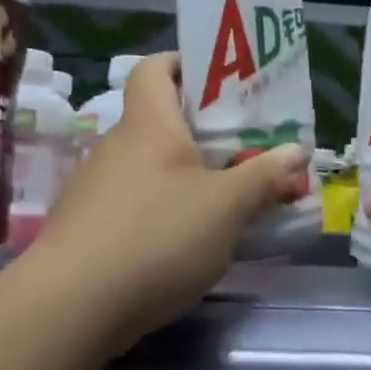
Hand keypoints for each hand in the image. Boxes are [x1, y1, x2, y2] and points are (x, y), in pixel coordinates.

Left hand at [30, 53, 308, 342]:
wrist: (72, 307)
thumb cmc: (157, 236)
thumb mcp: (227, 206)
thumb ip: (265, 176)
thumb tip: (298, 151)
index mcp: (149, 124)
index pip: (155, 68)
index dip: (186, 62)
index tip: (223, 78)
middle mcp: (118, 147)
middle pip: (163, 121)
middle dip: (208, 130)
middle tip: (250, 144)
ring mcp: (99, 189)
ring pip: (154, 167)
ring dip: (192, 175)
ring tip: (233, 196)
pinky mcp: (92, 228)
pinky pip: (140, 203)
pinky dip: (170, 209)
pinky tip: (195, 239)